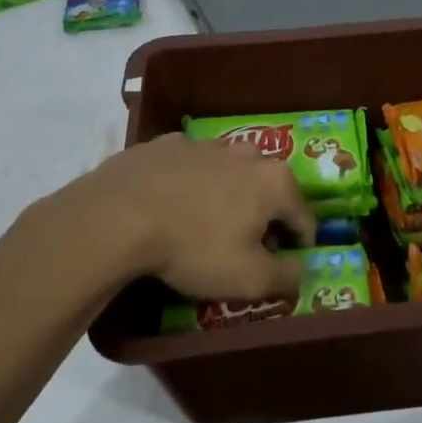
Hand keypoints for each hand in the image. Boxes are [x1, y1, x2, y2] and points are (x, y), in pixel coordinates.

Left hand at [31, 133, 314, 300]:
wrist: (117, 215)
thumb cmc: (194, 247)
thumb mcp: (249, 279)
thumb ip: (286, 277)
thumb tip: (301, 272)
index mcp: (275, 181)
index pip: (304, 218)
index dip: (299, 247)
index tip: (283, 267)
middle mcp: (247, 153)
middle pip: (268, 191)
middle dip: (263, 218)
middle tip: (243, 250)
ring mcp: (205, 143)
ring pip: (229, 175)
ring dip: (227, 198)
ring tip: (204, 228)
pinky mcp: (166, 144)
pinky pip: (190, 168)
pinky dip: (190, 186)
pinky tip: (171, 208)